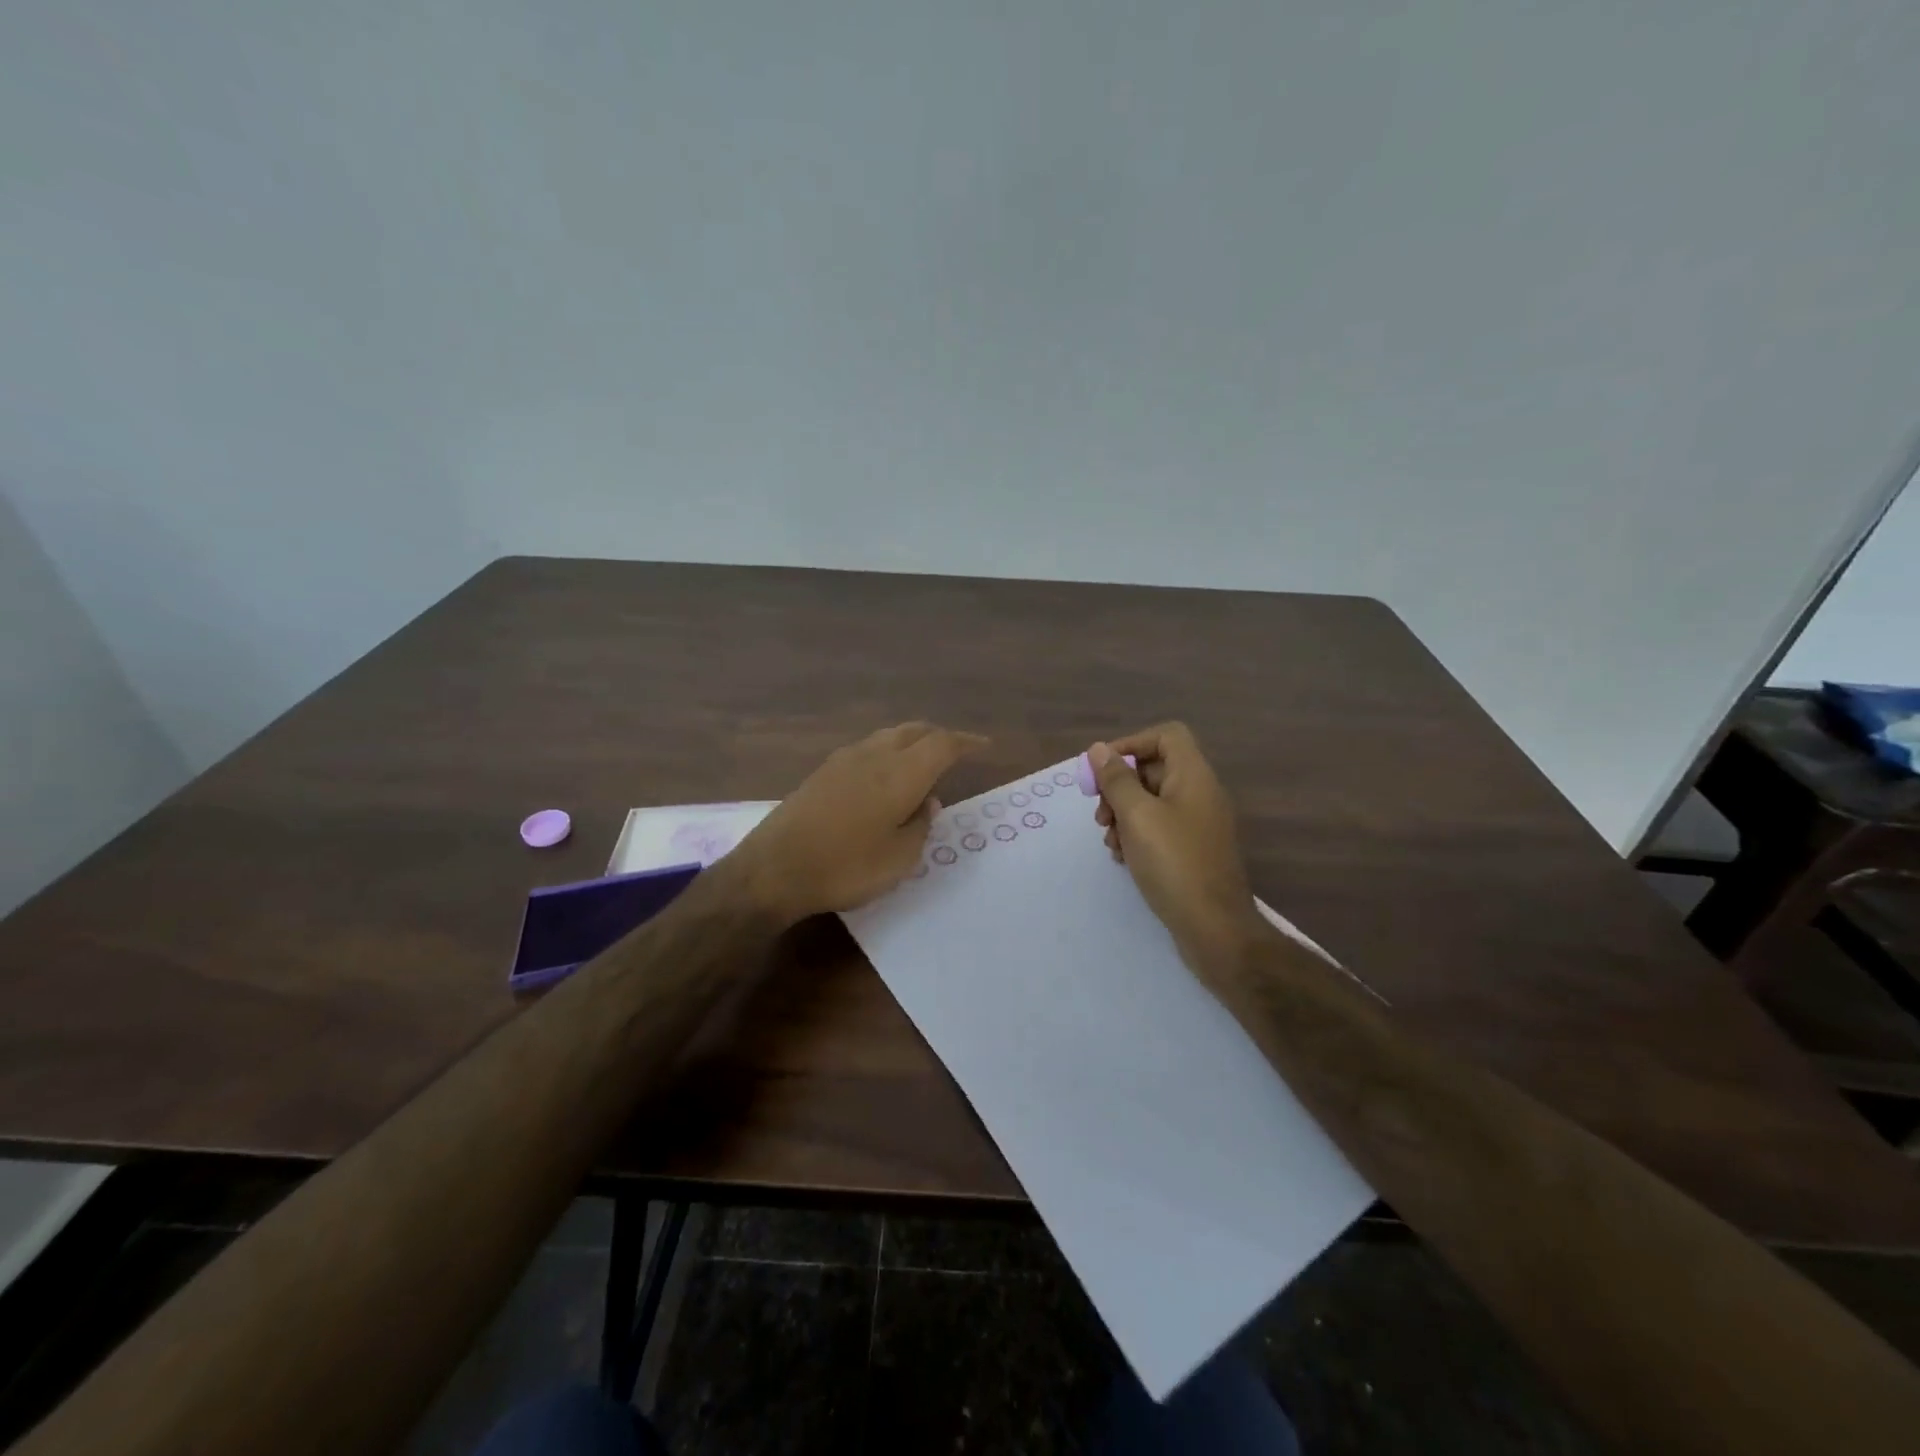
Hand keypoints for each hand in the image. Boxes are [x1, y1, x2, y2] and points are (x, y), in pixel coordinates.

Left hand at [732, 722, 988, 922]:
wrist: (774, 868)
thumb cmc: (846, 867)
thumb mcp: (900, 859)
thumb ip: (921, 826)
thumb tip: (928, 802)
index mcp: (901, 773)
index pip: (943, 744)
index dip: (966, 742)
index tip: (984, 745)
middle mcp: (875, 755)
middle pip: (915, 730)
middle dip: (940, 737)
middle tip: (956, 752)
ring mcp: (844, 759)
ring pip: (889, 736)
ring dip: (912, 741)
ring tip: (922, 762)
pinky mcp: (823, 771)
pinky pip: (868, 748)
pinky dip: (888, 752)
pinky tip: (885, 775)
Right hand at [1089, 724, 1262, 975]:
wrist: (1215, 928)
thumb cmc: (1173, 863)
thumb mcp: (1137, 816)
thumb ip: (1116, 780)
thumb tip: (1099, 750)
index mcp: (1193, 776)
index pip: (1166, 736)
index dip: (1131, 744)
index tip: (1102, 770)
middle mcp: (1200, 794)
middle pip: (1155, 769)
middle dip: (1120, 787)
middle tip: (1100, 815)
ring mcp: (1199, 824)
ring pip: (1152, 801)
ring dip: (1123, 815)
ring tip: (1109, 841)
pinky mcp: (1193, 851)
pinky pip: (1160, 828)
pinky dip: (1137, 835)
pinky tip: (1122, 858)